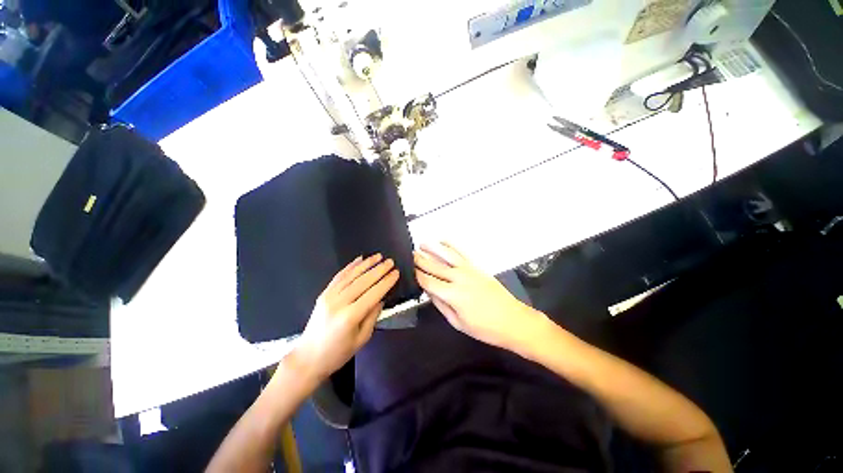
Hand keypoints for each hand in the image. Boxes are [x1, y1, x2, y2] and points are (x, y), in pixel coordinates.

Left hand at [295, 254, 398, 380]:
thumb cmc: (338, 353)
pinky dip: (350, 266)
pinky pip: (339, 276)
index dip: (386, 282)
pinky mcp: (323, 293)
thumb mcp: (362, 339)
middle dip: (379, 270)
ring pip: (351, 275)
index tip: (396, 273)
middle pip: (363, 281)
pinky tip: (359, 259)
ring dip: (366, 264)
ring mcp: (329, 296)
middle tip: (391, 262)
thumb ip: (373, 316)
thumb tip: (381, 298)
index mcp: (350, 317)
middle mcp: (339, 303)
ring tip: (378, 256)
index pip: (373, 294)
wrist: (308, 358)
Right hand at [414, 243, 550, 352]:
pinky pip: (462, 253)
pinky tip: (444, 241)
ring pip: (446, 255)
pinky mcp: (477, 267)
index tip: (408, 269)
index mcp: (452, 294)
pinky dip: (452, 246)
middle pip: (434, 266)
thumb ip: (441, 305)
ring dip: (433, 248)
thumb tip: (429, 292)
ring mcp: (469, 270)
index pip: (428, 281)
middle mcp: (458, 278)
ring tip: (422, 243)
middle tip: (410, 254)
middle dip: (420, 260)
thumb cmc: (485, 328)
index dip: (417, 275)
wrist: (512, 320)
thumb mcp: (458, 322)